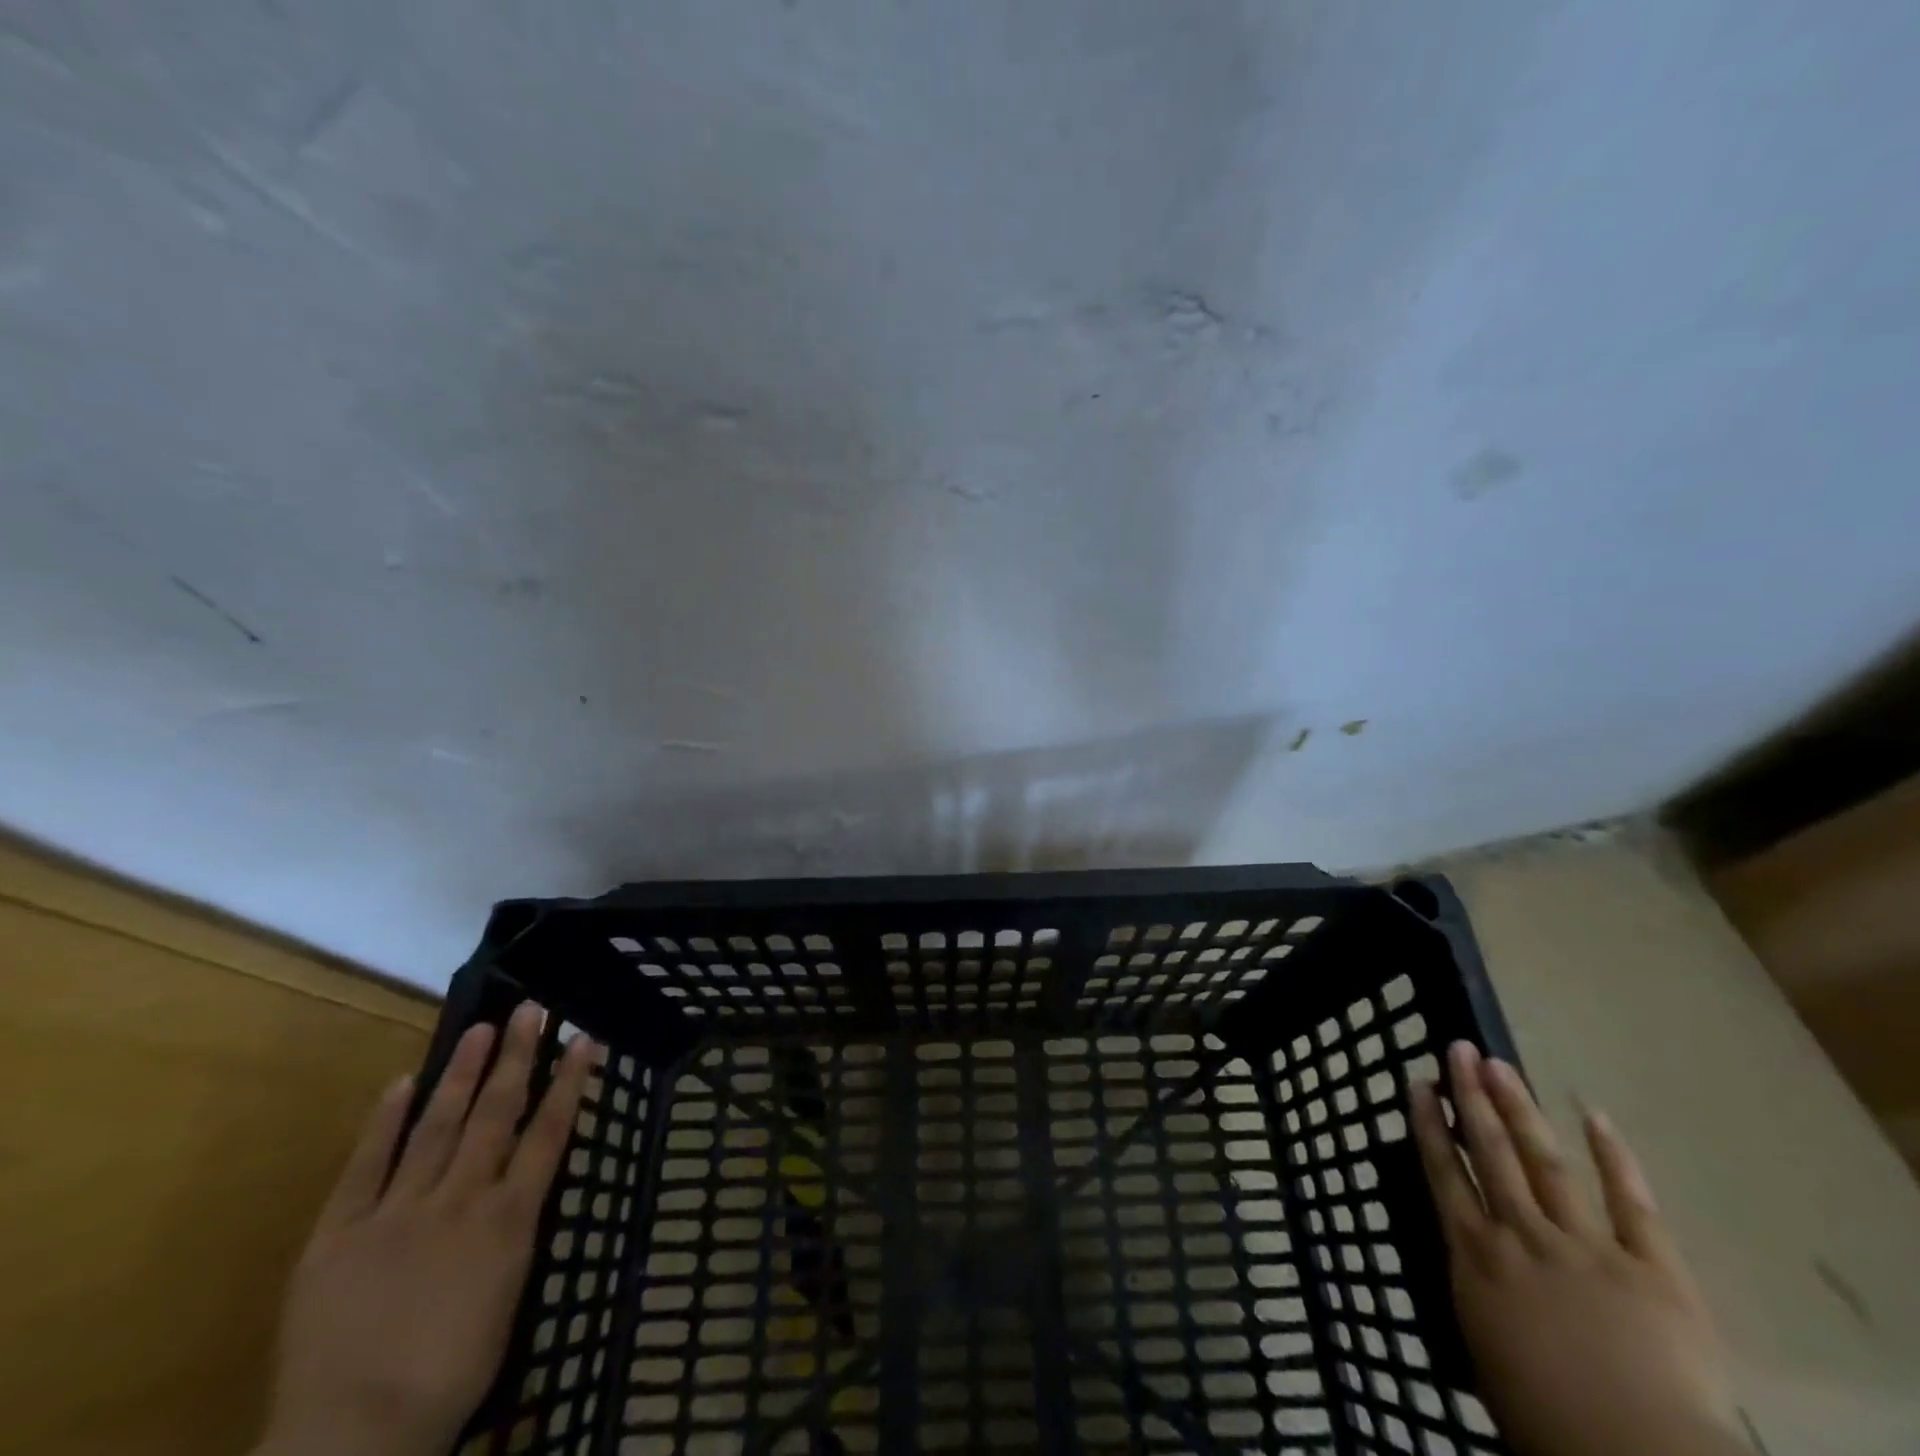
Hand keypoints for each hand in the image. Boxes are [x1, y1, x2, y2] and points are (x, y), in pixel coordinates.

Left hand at [254, 1005, 597, 1455]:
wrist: (354, 1437)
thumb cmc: (450, 1375)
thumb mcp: (508, 1298)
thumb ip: (513, 1233)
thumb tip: (520, 1190)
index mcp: (508, 1219)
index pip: (549, 1133)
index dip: (569, 1082)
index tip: (583, 1038)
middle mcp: (460, 1199)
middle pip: (496, 1114)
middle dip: (516, 1058)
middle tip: (528, 1009)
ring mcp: (397, 1211)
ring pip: (437, 1126)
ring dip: (460, 1074)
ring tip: (478, 1029)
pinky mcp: (338, 1234)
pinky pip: (364, 1168)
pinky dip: (383, 1124)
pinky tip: (400, 1085)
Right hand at [1411, 1041, 1744, 1455]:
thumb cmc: (1545, 1422)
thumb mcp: (1484, 1358)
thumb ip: (1480, 1300)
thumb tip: (1471, 1271)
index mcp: (1477, 1258)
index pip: (1443, 1174)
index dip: (1429, 1124)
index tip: (1418, 1083)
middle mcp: (1520, 1235)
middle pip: (1490, 1152)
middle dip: (1470, 1096)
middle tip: (1458, 1049)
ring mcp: (1587, 1246)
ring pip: (1544, 1161)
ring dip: (1519, 1109)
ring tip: (1500, 1064)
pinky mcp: (1653, 1268)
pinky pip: (1632, 1204)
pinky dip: (1614, 1158)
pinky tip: (1595, 1116)